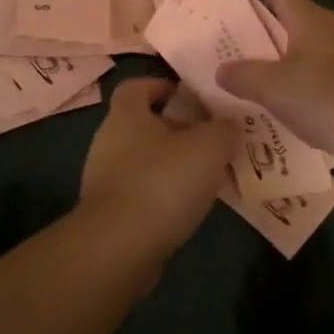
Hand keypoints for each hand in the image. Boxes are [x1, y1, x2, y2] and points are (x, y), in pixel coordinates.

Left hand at [80, 78, 240, 255]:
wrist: (118, 248)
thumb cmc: (162, 182)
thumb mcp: (209, 147)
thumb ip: (224, 129)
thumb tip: (231, 123)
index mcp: (126, 114)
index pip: (136, 86)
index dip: (160, 86)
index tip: (186, 96)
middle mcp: (108, 140)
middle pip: (141, 124)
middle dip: (173, 129)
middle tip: (207, 140)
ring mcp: (103, 179)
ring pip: (140, 160)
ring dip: (168, 164)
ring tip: (203, 176)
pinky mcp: (106, 214)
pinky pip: (137, 193)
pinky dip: (159, 195)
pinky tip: (184, 208)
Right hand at [214, 0, 333, 165]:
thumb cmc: (328, 95)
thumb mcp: (275, 89)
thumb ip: (244, 76)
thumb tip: (220, 68)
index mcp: (309, 18)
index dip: (257, 10)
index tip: (239, 34)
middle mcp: (333, 27)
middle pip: (295, 25)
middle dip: (270, 45)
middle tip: (246, 68)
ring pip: (314, 52)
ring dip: (293, 70)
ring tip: (271, 95)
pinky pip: (333, 75)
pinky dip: (316, 89)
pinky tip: (307, 115)